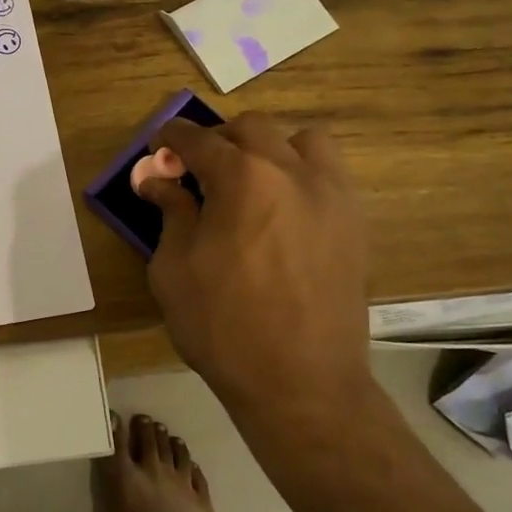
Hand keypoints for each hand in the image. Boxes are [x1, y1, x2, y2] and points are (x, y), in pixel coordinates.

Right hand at [139, 114, 371, 422]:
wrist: (301, 383)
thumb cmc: (223, 325)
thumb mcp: (174, 268)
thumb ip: (169, 212)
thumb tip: (157, 179)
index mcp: (241, 177)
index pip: (198, 139)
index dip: (170, 138)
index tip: (157, 149)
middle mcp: (290, 171)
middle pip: (250, 128)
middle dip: (218, 140)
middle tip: (198, 172)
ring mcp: (331, 195)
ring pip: (302, 141)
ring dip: (270, 149)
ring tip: (252, 183)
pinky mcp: (354, 223)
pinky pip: (329, 175)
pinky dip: (302, 175)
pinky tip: (284, 211)